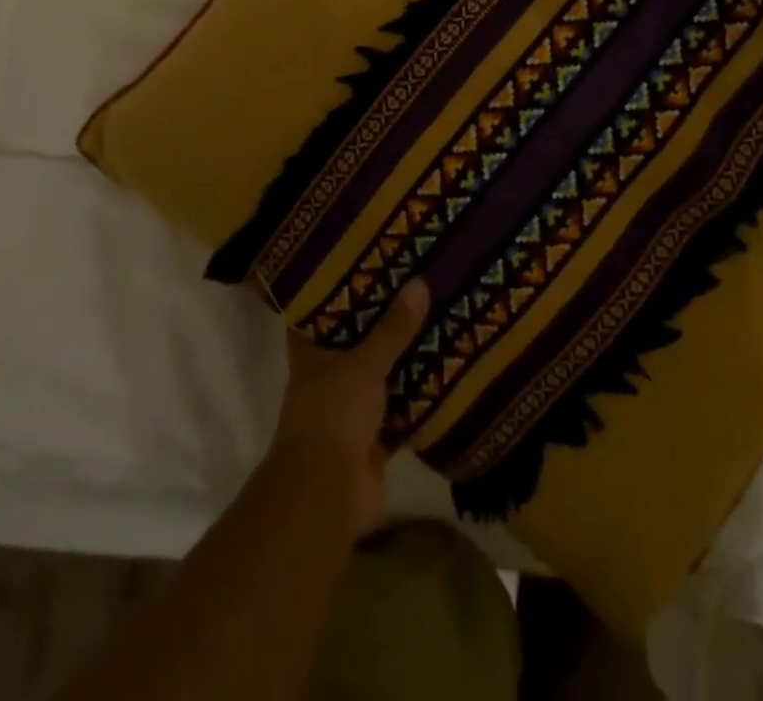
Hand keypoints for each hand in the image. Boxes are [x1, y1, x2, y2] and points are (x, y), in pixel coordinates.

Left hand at [268, 279, 429, 534]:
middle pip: (359, 341)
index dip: (341, 289)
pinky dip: (421, 397)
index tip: (369, 263)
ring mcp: (352, 409)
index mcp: (313, 354)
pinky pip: (402, 410)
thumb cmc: (332, 417)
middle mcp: (329, 377)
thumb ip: (392, 329)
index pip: (322, 312)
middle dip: (385, 320)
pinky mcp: (375, 438)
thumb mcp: (364, 365)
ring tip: (440, 317)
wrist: (326, 499)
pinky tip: (449, 371)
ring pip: (383, 374)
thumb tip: (419, 282)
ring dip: (406, 357)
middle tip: (418, 283)